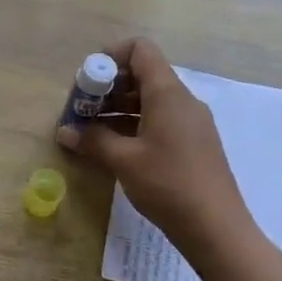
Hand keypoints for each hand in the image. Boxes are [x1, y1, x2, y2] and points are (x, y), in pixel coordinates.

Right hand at [56, 38, 263, 266]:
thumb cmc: (168, 185)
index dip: (111, 56)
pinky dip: (134, 124)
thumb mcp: (124, 161)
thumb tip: (64, 131)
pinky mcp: (193, 143)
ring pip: (149, 99)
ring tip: (90, 130)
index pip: (140, 50)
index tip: (87, 81)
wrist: (217, 230)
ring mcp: (190, 123)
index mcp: (168, 94)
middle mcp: (182, 100)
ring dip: (117, 108)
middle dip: (107, 87)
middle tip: (81, 110)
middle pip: (142, 74)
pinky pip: (159, 119)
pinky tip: (114, 146)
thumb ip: (92, 140)